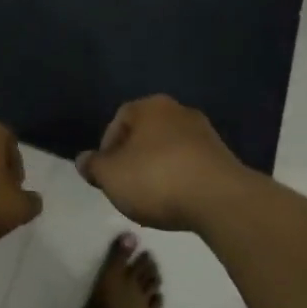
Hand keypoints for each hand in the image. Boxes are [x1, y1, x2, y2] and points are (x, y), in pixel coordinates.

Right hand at [77, 95, 252, 231]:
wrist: (219, 199)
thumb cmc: (157, 179)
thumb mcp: (111, 176)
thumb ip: (94, 166)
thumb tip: (83, 160)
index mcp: (149, 106)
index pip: (119, 120)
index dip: (108, 148)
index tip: (106, 175)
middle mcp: (178, 111)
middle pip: (146, 133)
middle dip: (134, 158)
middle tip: (127, 186)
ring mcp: (204, 133)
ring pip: (170, 148)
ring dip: (159, 169)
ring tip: (153, 199)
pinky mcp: (223, 157)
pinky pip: (191, 164)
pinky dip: (181, 178)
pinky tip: (178, 201)